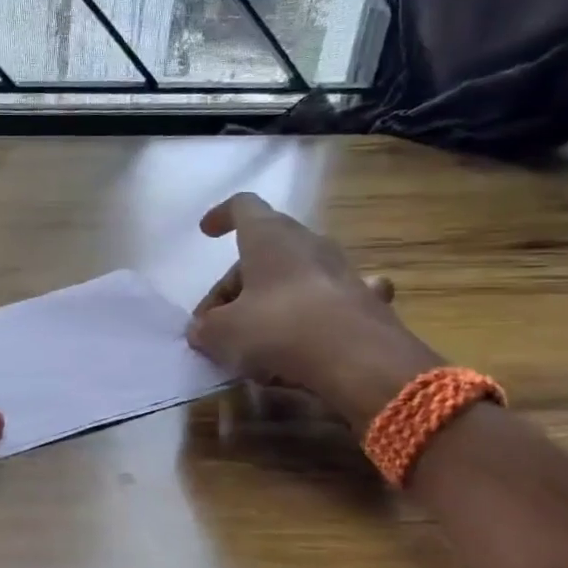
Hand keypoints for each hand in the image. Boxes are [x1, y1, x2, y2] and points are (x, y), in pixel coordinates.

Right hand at [188, 192, 439, 425]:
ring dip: (270, 300)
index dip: (221, 216)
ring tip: (254, 338)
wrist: (362, 361)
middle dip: (235, 284)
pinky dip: (312, 315)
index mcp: (270, 236)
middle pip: (263, 252)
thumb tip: (202, 330)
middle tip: (216, 322)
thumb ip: (206, 328)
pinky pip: (328, 301)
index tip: (206, 233)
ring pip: (295, 276)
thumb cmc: (280, 329)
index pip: (243, 206)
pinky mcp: (365, 302)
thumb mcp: (224, 333)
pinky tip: (308, 337)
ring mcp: (342, 271)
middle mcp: (308, 243)